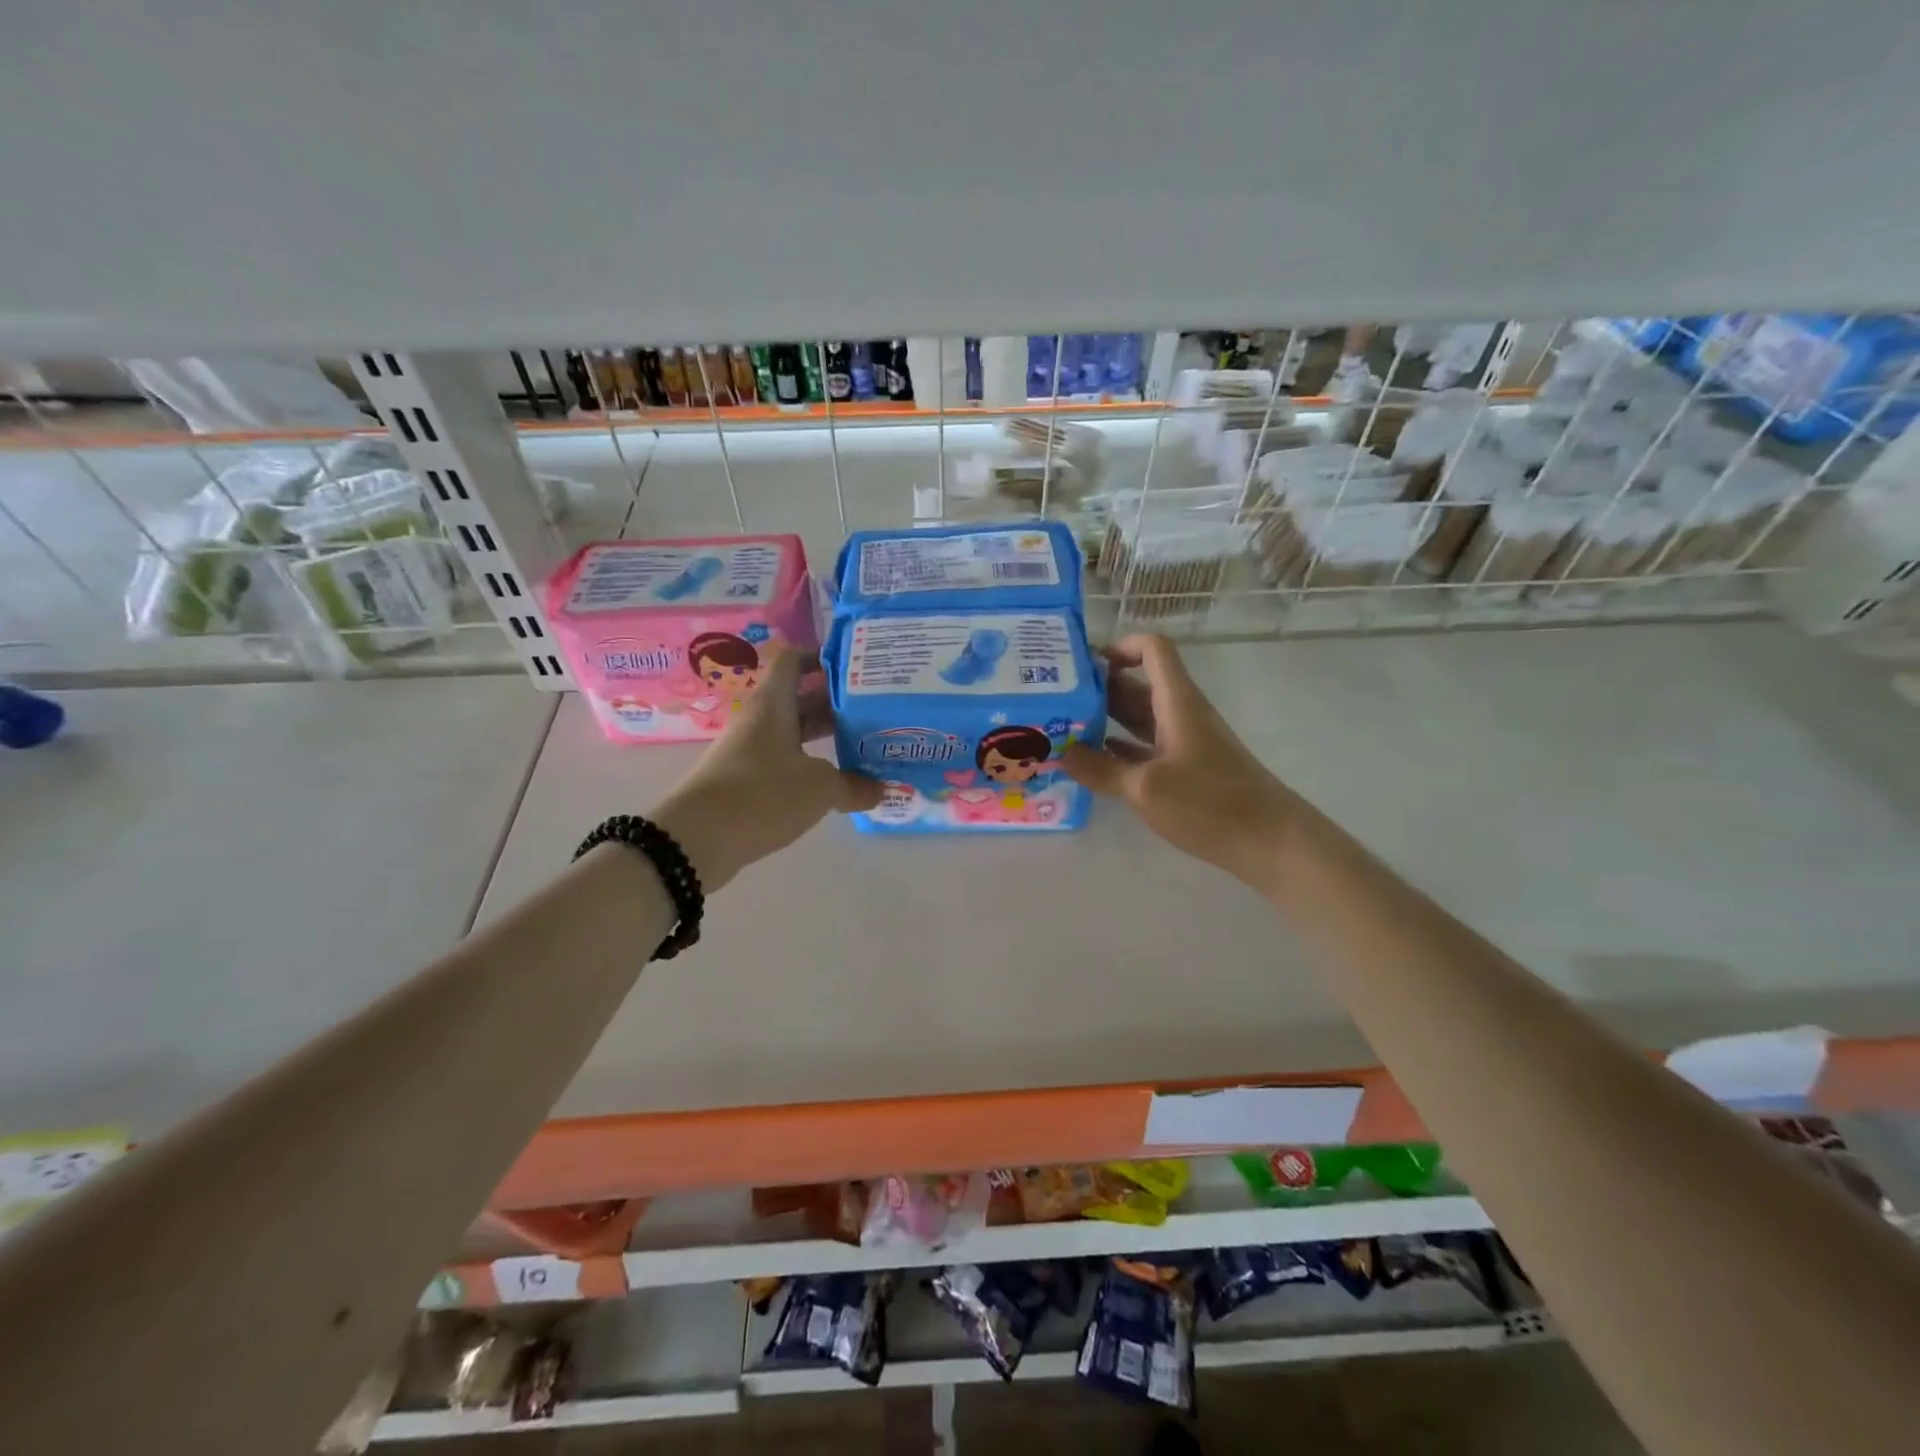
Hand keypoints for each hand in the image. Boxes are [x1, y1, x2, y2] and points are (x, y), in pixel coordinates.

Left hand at [652, 647, 880, 889]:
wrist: (695, 840)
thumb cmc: (761, 795)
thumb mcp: (819, 788)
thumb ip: (853, 786)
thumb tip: (881, 789)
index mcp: (773, 705)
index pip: (794, 661)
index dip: (822, 657)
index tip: (856, 668)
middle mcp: (761, 721)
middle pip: (801, 699)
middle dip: (837, 703)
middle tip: (876, 710)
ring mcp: (751, 752)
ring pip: (795, 734)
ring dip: (827, 737)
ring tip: (866, 744)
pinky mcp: (747, 782)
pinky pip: (786, 763)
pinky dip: (812, 767)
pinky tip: (839, 782)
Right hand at [1063, 634, 1295, 882]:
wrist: (1270, 841)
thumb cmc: (1210, 804)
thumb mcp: (1145, 788)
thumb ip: (1101, 769)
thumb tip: (1061, 753)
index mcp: (1176, 702)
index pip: (1152, 649)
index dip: (1119, 647)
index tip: (1082, 667)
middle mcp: (1180, 714)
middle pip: (1137, 684)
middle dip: (1098, 688)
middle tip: (1054, 701)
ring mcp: (1184, 742)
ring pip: (1138, 718)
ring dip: (1104, 720)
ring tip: (1063, 730)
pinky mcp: (1186, 770)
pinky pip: (1144, 748)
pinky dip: (1118, 749)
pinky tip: (1091, 763)